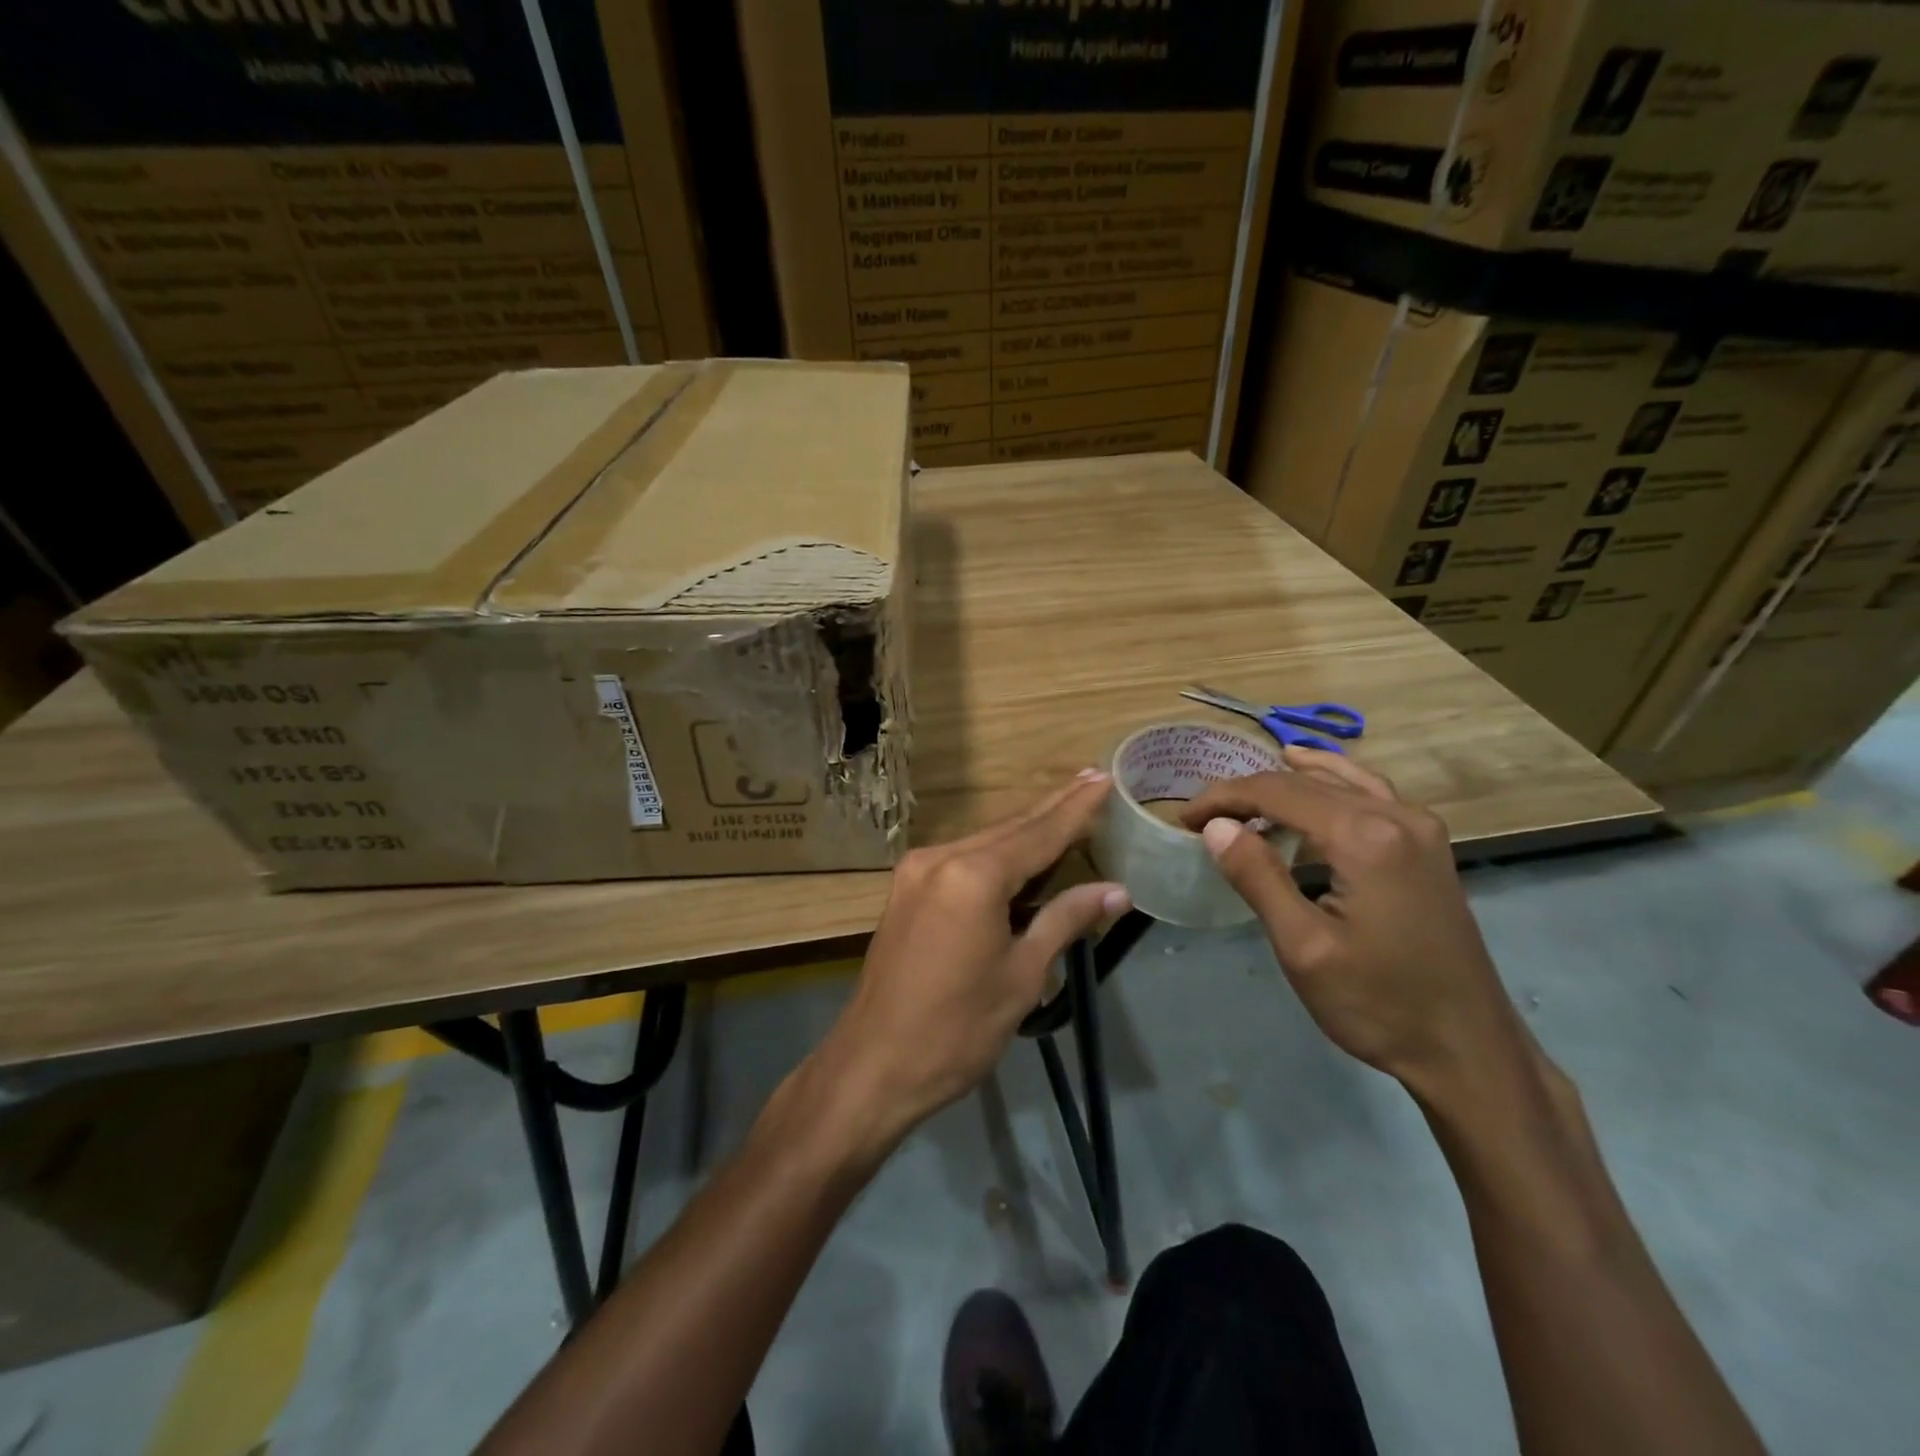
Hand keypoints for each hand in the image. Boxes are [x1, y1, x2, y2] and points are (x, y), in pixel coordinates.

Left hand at [811, 772, 1128, 1159]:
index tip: (1104, 778)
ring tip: (1065, 808)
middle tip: (1090, 779)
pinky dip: (996, 853)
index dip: (1076, 809)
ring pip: (984, 841)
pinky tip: (1019, 850)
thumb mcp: (1021, 975)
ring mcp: (917, 872)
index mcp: (973, 876)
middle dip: (1052, 807)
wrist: (873, 1065)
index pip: (1039, 833)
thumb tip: (1116, 890)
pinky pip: (962, 859)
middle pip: (1009, 827)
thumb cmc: (957, 1030)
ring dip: (1025, 829)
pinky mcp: (906, 890)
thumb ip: (1065, 920)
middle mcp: (941, 858)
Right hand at [1180, 747, 1531, 1098]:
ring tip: (1241, 793)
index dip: (1224, 799)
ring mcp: (1420, 828)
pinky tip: (1314, 776)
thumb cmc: (1379, 1004)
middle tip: (1202, 817)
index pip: (1277, 793)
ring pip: (1339, 781)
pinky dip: (1331, 779)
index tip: (1186, 818)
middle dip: (1247, 793)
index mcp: (1365, 837)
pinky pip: (1370, 791)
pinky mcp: (1428, 846)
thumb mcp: (1303, 947)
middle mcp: (1397, 816)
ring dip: (1285, 782)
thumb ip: (1258, 877)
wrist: (1468, 1050)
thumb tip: (1216, 827)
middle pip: (1306, 783)